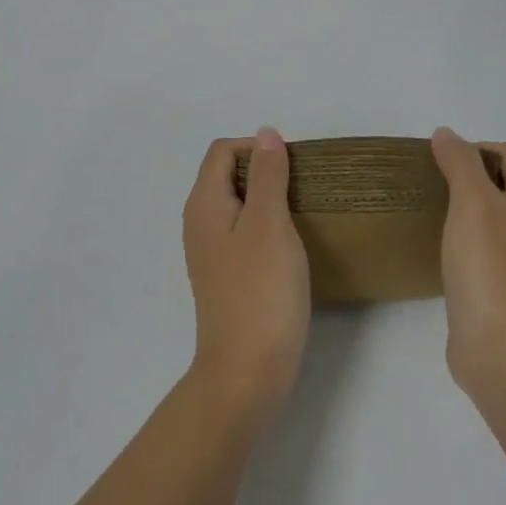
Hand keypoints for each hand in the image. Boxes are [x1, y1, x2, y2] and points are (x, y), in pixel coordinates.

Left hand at [182, 129, 310, 430]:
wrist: (247, 371)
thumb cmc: (261, 291)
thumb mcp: (269, 223)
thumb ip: (267, 175)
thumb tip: (265, 133)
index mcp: (204, 204)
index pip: (223, 151)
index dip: (257, 147)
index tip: (295, 165)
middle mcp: (201, 223)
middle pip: (228, 175)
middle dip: (266, 171)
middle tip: (304, 187)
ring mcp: (212, 252)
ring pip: (240, 205)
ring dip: (270, 199)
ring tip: (304, 211)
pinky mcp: (228, 276)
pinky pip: (245, 233)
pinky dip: (268, 226)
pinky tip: (293, 243)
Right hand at [431, 127, 505, 399]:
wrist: (501, 348)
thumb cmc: (490, 267)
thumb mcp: (473, 203)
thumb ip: (460, 163)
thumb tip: (446, 133)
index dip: (479, 147)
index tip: (442, 163)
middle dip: (470, 174)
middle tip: (432, 182)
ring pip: (494, 214)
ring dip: (465, 205)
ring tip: (430, 210)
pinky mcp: (503, 283)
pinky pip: (484, 245)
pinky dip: (464, 236)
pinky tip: (440, 247)